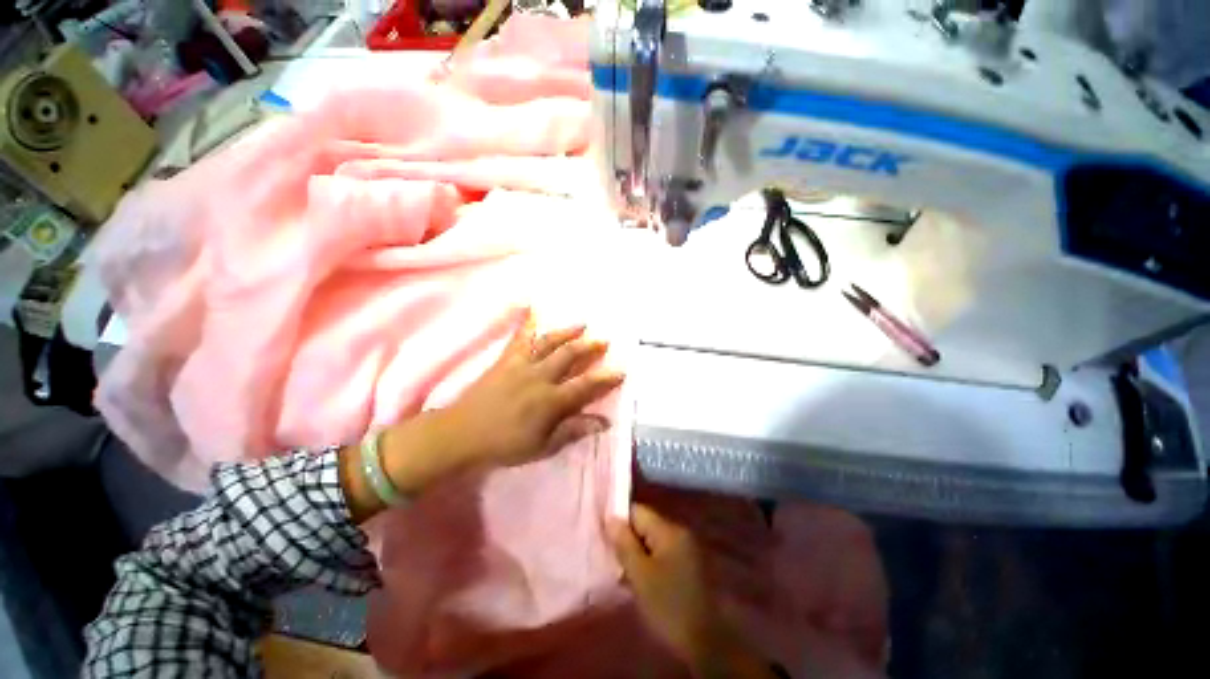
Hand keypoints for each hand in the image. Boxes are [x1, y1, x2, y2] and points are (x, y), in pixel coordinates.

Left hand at [433, 309, 625, 467]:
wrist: (460, 434)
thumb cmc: (504, 445)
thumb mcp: (542, 447)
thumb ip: (573, 430)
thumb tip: (604, 421)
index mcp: (549, 400)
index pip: (585, 386)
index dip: (605, 378)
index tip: (621, 371)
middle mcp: (539, 376)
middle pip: (569, 356)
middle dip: (589, 347)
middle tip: (604, 340)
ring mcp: (521, 364)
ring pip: (548, 342)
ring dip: (567, 332)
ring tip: (582, 324)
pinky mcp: (505, 359)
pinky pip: (519, 337)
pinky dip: (527, 321)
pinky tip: (532, 307)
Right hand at [610, 504, 774, 677]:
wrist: (706, 644)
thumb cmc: (668, 606)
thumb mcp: (640, 575)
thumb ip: (624, 544)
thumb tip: (610, 518)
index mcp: (669, 530)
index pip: (637, 510)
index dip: (618, 520)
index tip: (602, 536)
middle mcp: (679, 533)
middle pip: (645, 525)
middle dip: (626, 539)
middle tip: (609, 557)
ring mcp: (685, 551)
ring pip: (652, 542)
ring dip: (636, 554)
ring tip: (619, 572)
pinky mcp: (687, 568)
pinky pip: (661, 556)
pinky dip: (648, 564)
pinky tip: (637, 582)